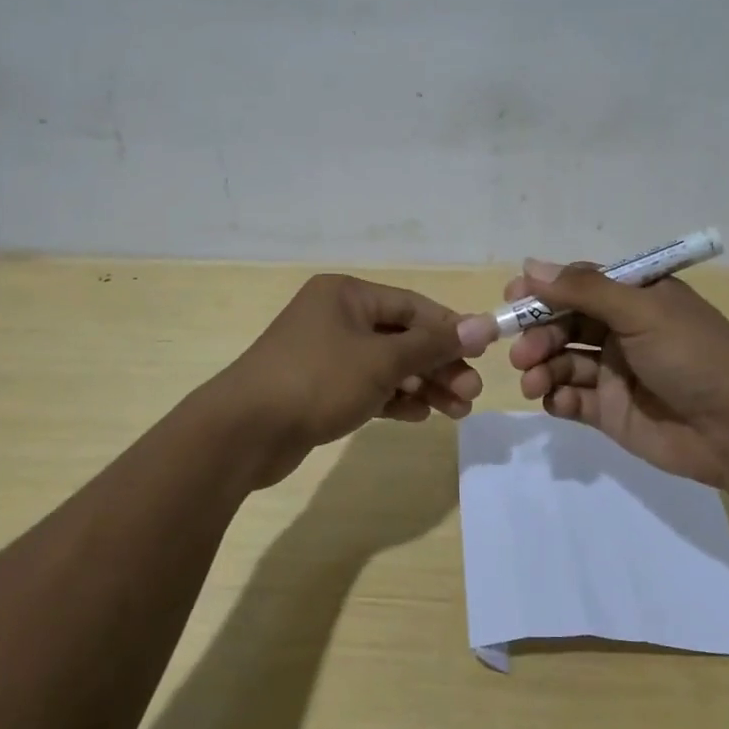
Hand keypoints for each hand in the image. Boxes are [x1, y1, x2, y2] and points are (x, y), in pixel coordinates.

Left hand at [206, 274, 483, 489]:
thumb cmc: (317, 381)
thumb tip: (485, 324)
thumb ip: (434, 344)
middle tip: (471, 394)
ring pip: (387, 365)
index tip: (483, 354)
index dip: (450, 328)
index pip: (412, 305)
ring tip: (455, 412)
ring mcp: (325, 354)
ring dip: (422, 385)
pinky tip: (419, 416)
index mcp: (347, 295)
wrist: (243, 433)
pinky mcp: (319, 388)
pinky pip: (367, 387)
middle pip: (402, 336)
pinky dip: (393, 399)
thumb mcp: (382, 360)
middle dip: (439, 364)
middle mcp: (336, 317)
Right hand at [463, 260, 728, 487]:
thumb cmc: (692, 356)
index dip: (544, 292)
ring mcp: (615, 374)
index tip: (512, 300)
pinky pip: (571, 399)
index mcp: (635, 299)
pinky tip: (556, 402)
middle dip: (539, 336)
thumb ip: (584, 289)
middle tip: (522, 353)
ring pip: (562, 363)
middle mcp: (622, 332)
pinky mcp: (610, 413)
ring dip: (542, 368)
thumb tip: (530, 265)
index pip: (578, 287)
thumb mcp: (641, 311)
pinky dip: (557, 398)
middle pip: (564, 326)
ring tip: (534, 381)